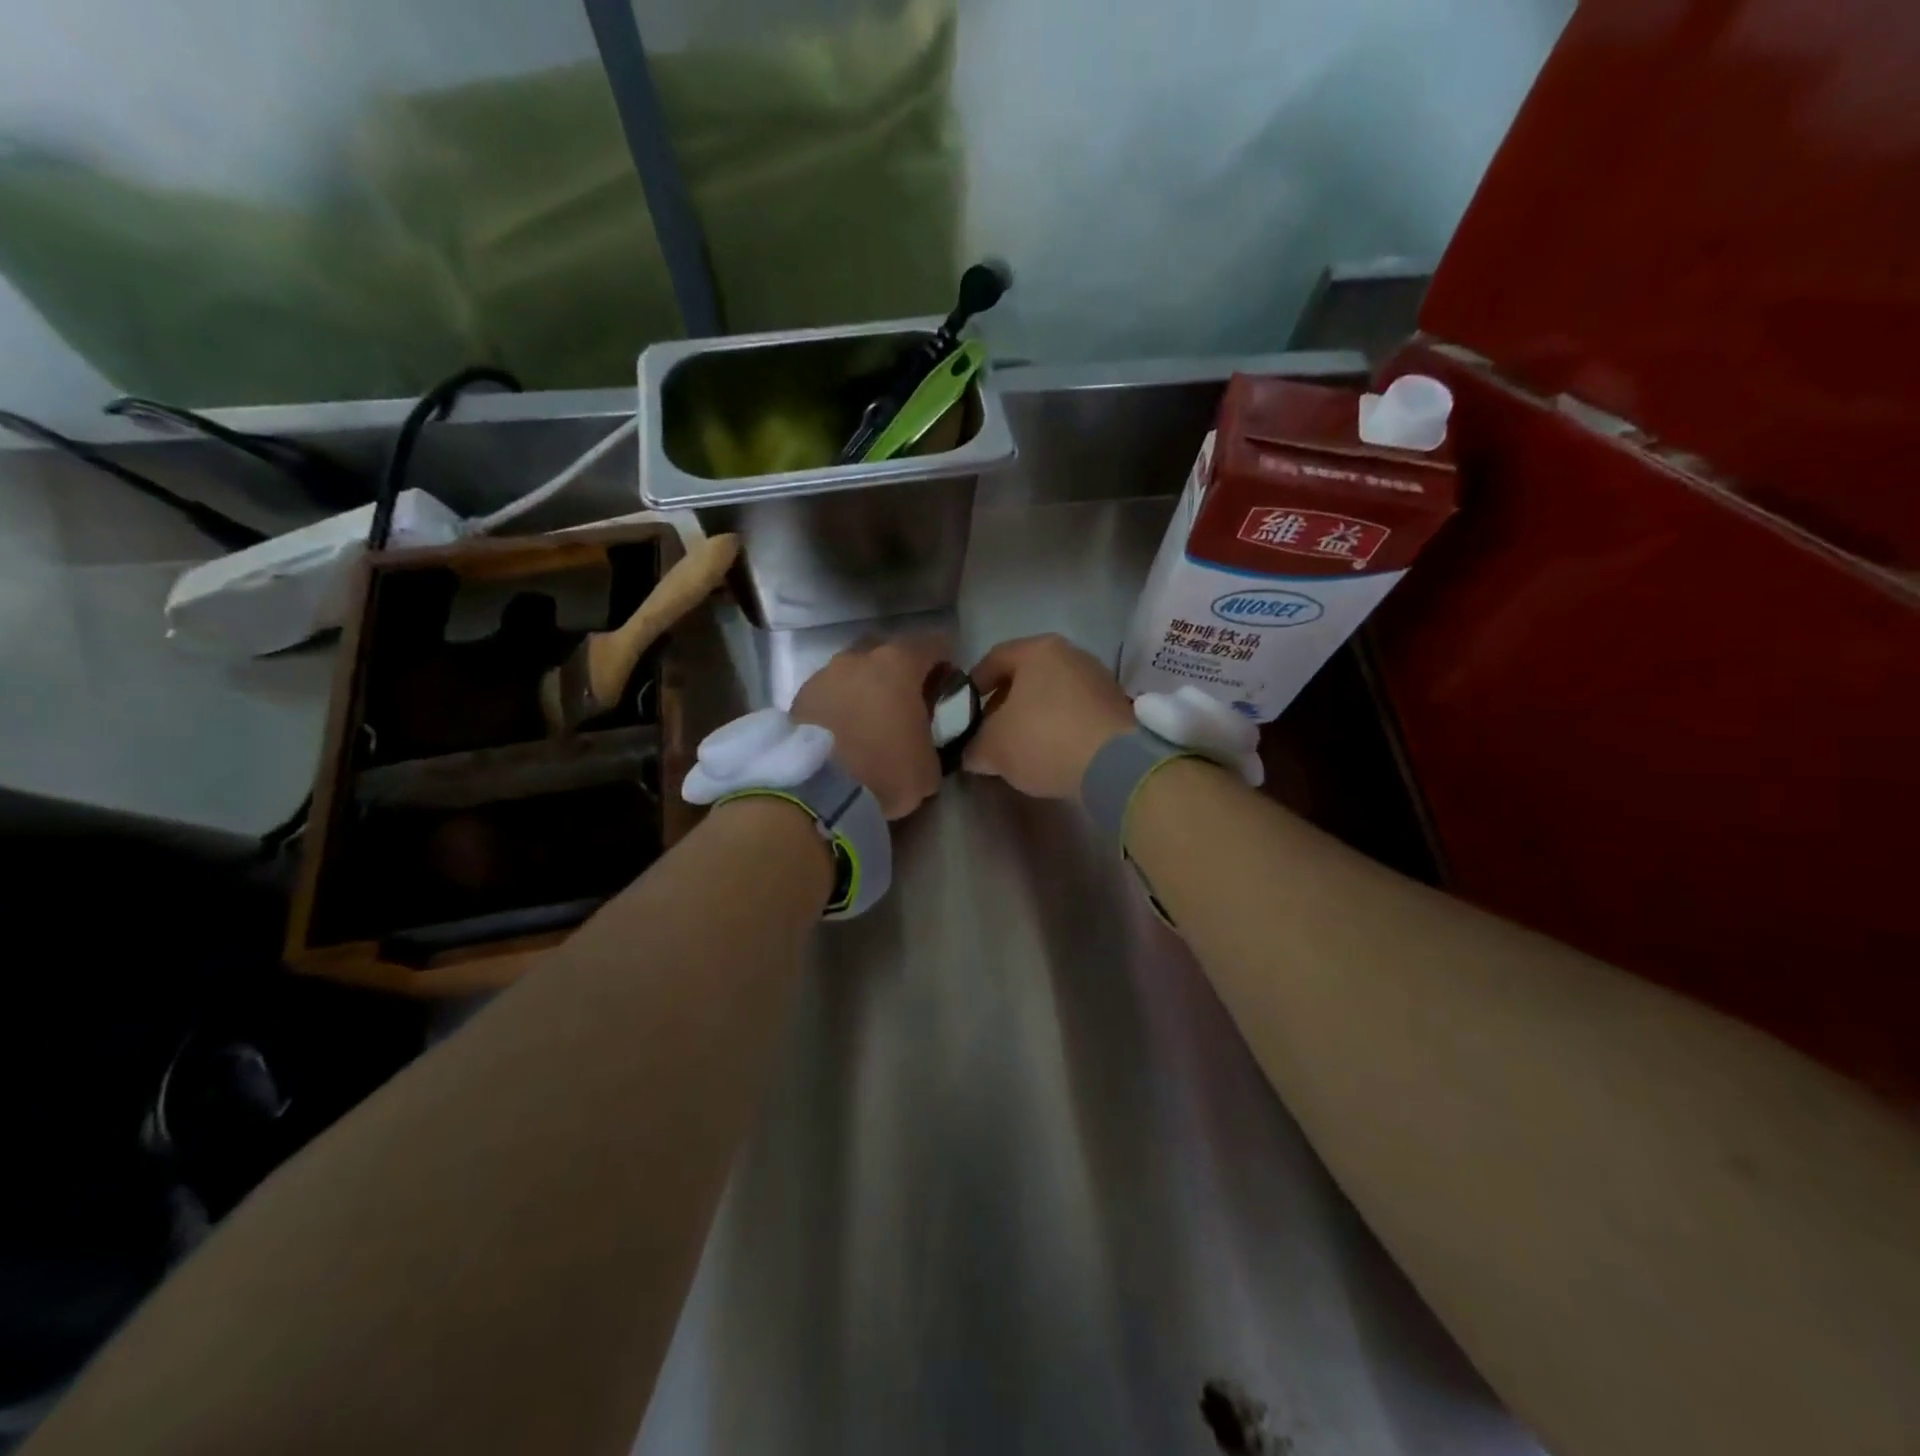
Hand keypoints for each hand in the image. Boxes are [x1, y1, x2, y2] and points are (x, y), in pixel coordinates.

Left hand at [791, 636, 945, 819]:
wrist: (818, 793)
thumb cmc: (885, 771)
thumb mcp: (929, 766)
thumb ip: (931, 740)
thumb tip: (923, 742)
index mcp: (898, 665)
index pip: (932, 644)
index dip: (943, 660)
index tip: (946, 681)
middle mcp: (858, 659)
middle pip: (885, 651)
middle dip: (897, 670)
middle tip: (904, 700)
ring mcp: (823, 675)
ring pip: (851, 672)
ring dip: (863, 689)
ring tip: (868, 720)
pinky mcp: (798, 699)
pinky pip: (827, 694)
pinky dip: (838, 707)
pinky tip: (842, 732)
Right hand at [964, 634, 1135, 799]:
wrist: (1114, 765)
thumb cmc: (1043, 739)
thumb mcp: (993, 748)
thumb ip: (974, 746)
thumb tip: (972, 753)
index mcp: (1038, 649)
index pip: (994, 659)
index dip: (973, 685)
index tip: (962, 710)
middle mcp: (1071, 654)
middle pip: (1026, 676)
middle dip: (1004, 703)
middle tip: (989, 732)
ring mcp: (1098, 678)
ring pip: (1052, 694)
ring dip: (1032, 716)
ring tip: (1019, 746)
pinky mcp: (1116, 706)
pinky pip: (1075, 711)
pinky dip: (1058, 726)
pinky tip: (1050, 751)